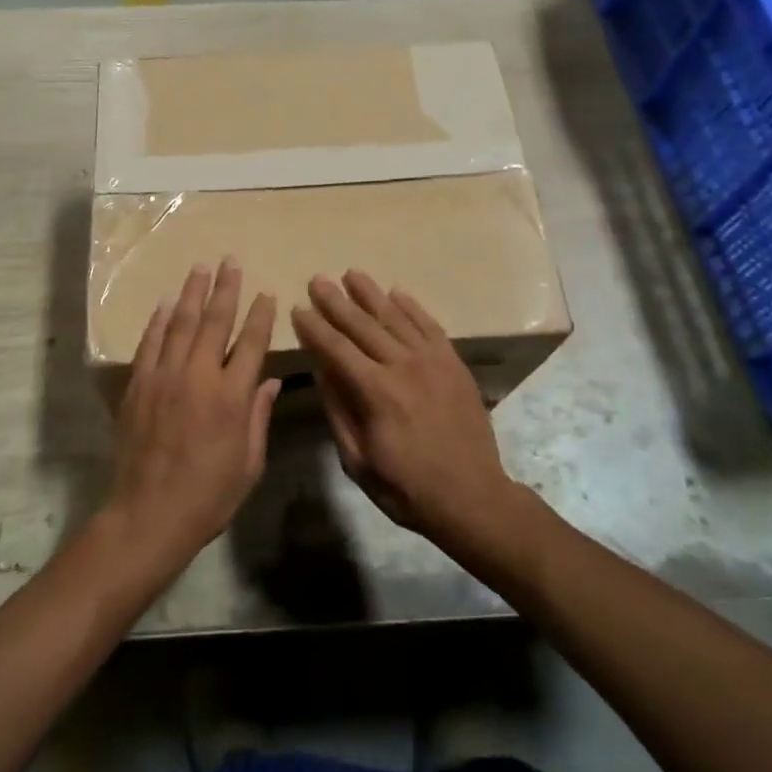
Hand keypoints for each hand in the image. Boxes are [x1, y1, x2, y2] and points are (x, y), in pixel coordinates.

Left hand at [105, 259, 280, 577]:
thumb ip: (259, 418)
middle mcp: (198, 377)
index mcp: (232, 397)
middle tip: (231, 261)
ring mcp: (164, 377)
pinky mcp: (138, 385)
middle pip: (215, 322)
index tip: (266, 293)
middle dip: (226, 289)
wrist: (148, 515)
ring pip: (181, 324)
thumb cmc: (208, 496)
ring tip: (201, 268)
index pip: (251, 343)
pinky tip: (167, 303)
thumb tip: (268, 382)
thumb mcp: (249, 463)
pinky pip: (150, 344)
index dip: (261, 315)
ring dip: (193, 293)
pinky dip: (159, 321)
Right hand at [290, 271, 517, 548]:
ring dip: (371, 294)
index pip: (336, 349)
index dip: (314, 328)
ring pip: (396, 317)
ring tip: (352, 274)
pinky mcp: (454, 363)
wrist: (473, 498)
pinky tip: (396, 293)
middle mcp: (403, 366)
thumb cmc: (407, 487)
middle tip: (318, 280)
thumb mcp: (358, 460)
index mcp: (375, 392)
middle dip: (337, 301)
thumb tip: (320, 371)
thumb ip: (338, 411)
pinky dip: (412, 307)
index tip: (298, 309)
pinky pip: (430, 326)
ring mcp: (433, 361)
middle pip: (363, 325)